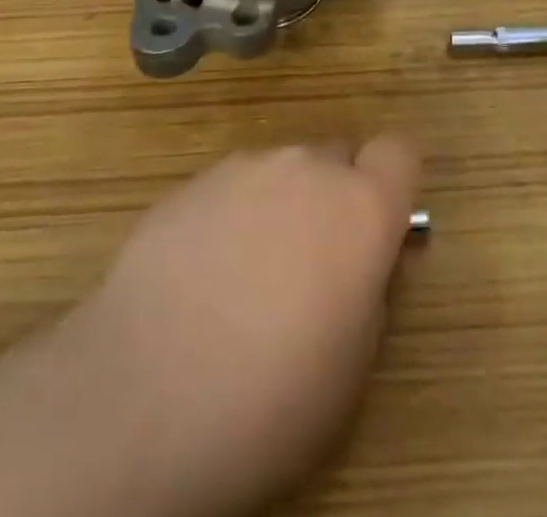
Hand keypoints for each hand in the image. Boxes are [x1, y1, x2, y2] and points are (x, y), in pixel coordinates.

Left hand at [65, 137, 421, 516]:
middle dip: (334, 195)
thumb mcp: (352, 361)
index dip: (394, 180)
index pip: (399, 150)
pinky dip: (229, 218)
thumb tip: (354, 261)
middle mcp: (304, 167)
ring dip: (278, 206)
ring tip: (246, 277)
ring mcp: (241, 169)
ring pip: (279, 173)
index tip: (382, 220)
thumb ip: (366, 284)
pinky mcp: (188, 183)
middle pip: (335, 157)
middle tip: (312, 262)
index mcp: (360, 206)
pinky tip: (200, 277)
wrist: (146, 395)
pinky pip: (229, 189)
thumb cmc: (272, 396)